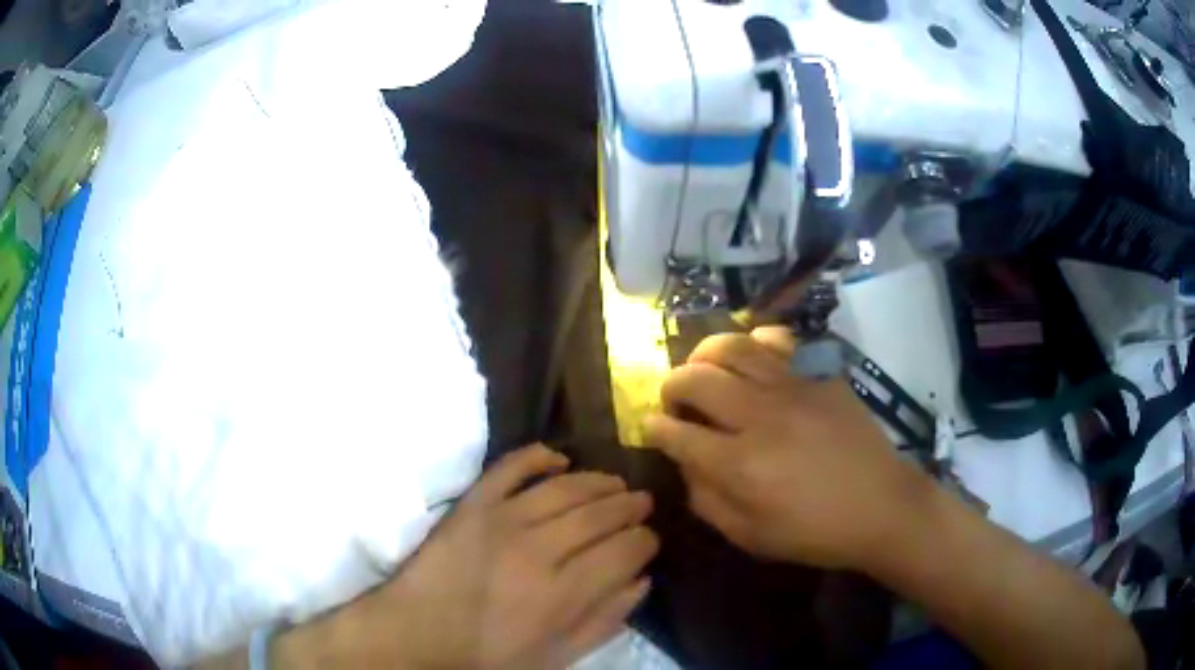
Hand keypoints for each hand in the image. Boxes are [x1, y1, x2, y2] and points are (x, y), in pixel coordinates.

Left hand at [322, 445, 657, 669]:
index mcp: (563, 593)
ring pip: (566, 486)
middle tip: (642, 502)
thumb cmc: (489, 654)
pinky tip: (559, 458)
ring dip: (598, 481)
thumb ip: (605, 620)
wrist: (418, 634)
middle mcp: (539, 549)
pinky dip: (538, 456)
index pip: (624, 550)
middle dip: (630, 505)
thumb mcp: (557, 655)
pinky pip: (511, 466)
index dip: (645, 540)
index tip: (651, 538)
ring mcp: (502, 519)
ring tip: (615, 483)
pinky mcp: (473, 504)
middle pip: (601, 513)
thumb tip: (643, 580)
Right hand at [644, 328, 933, 569]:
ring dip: (704, 354)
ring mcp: (792, 390)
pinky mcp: (819, 377)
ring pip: (733, 348)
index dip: (655, 427)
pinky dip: (756, 342)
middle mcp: (759, 418)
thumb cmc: (814, 532)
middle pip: (695, 379)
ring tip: (703, 368)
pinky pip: (779, 344)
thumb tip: (684, 463)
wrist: (882, 506)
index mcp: (738, 465)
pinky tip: (753, 355)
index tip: (652, 427)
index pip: (676, 433)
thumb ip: (707, 500)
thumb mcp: (750, 537)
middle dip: (671, 386)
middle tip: (675, 399)